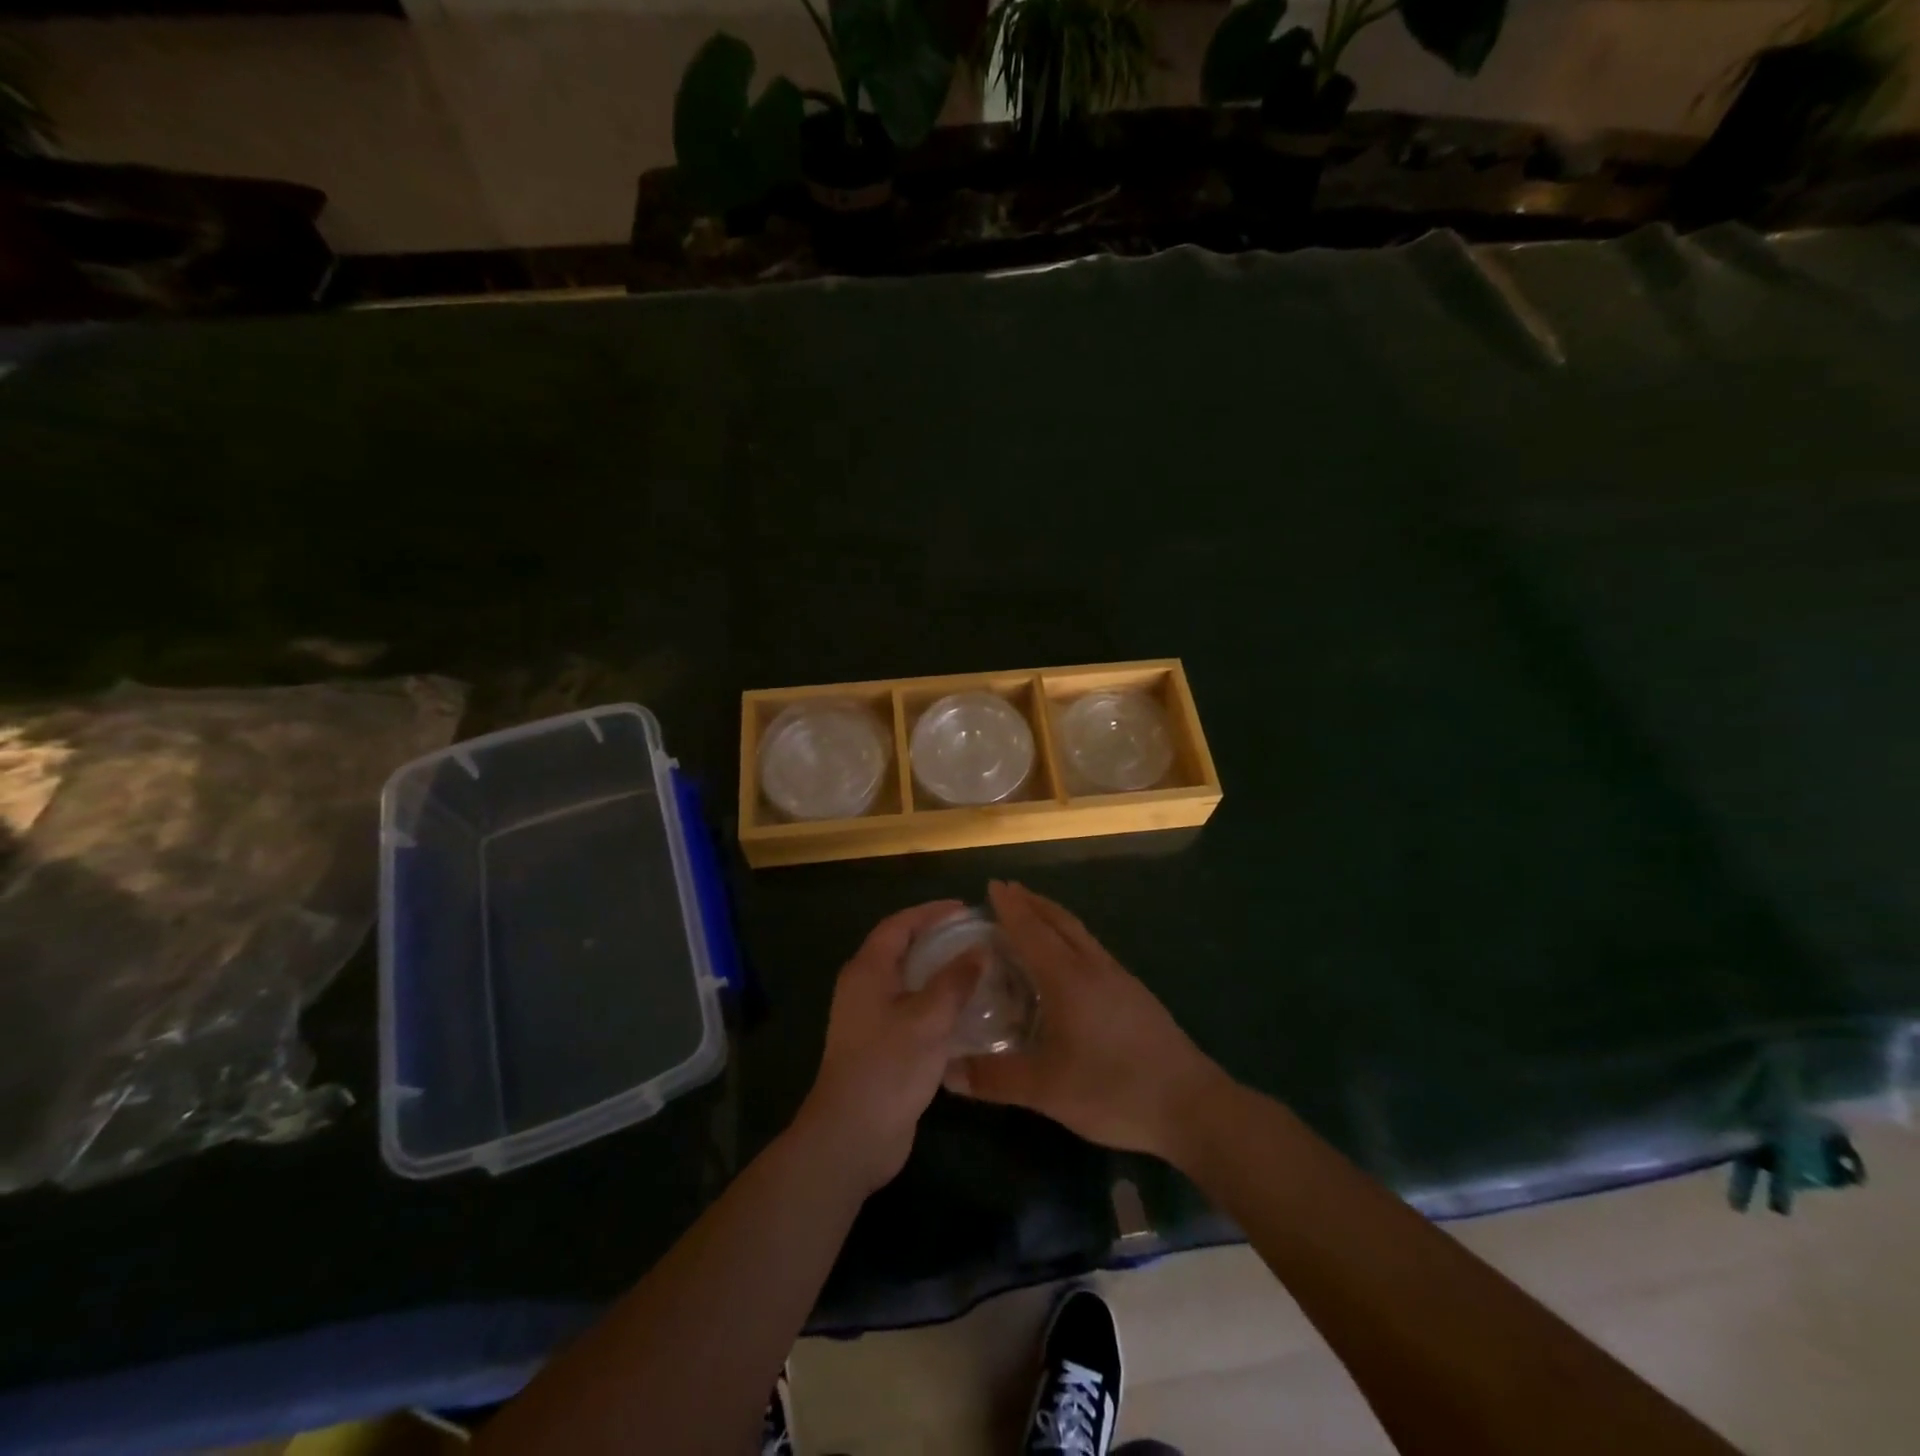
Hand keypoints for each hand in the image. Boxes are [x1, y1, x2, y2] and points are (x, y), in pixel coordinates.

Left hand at [796, 900, 982, 1195]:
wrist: (852, 1136)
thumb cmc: (888, 1067)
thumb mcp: (928, 1019)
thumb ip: (955, 981)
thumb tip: (980, 951)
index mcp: (868, 971)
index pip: (899, 925)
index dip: (931, 912)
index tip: (965, 908)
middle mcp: (864, 987)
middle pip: (902, 949)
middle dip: (937, 939)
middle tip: (975, 936)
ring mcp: (870, 1018)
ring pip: (908, 982)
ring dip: (938, 972)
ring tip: (976, 970)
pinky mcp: (880, 1045)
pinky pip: (911, 1009)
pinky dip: (935, 1003)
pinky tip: (965, 1013)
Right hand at [944, 881, 1224, 1161]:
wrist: (1191, 1105)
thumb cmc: (1113, 1089)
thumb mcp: (1047, 1090)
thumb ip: (995, 1078)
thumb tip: (947, 1071)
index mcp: (1068, 979)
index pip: (1032, 931)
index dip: (1011, 908)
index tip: (993, 884)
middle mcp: (1094, 968)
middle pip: (1060, 922)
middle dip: (1033, 903)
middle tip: (1008, 891)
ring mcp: (1119, 979)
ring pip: (1080, 934)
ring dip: (1054, 918)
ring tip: (1034, 917)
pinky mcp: (1135, 995)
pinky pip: (1093, 950)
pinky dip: (1071, 939)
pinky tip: (1069, 963)